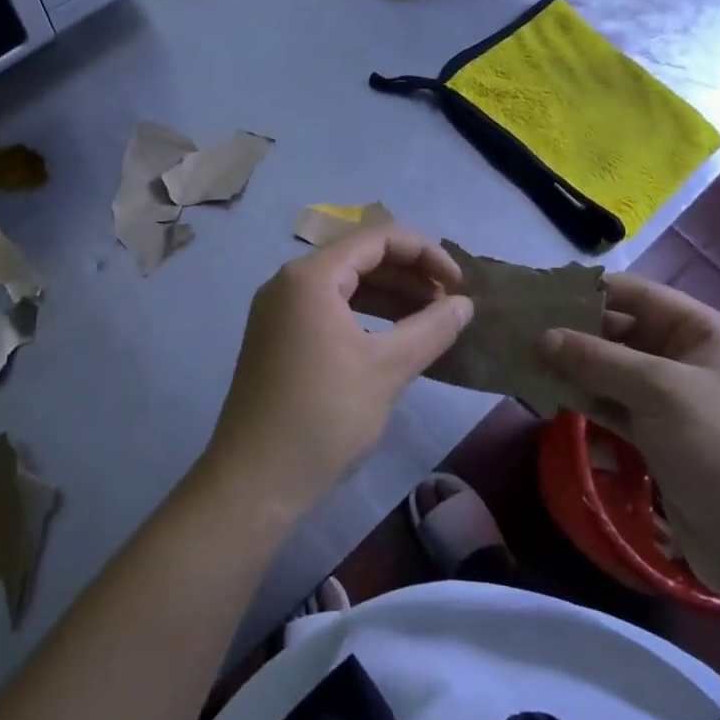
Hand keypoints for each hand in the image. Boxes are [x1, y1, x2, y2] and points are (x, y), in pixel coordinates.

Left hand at [201, 225, 472, 516]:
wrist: (255, 481)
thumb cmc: (324, 415)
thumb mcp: (387, 369)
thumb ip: (431, 329)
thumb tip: (465, 304)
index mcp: (311, 276)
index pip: (377, 238)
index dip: (425, 253)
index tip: (459, 284)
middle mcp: (288, 282)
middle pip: (358, 257)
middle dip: (408, 274)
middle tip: (448, 303)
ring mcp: (277, 310)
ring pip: (343, 285)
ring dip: (388, 295)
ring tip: (428, 319)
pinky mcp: (275, 337)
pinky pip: (326, 309)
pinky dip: (363, 315)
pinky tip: (391, 338)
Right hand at [538, 273, 719, 594]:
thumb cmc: (719, 444)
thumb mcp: (658, 389)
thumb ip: (597, 358)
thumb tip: (542, 337)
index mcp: (706, 333)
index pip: (641, 296)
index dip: (593, 291)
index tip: (543, 291)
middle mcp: (690, 360)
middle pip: (624, 332)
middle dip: (576, 331)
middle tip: (523, 327)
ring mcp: (674, 401)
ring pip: (614, 371)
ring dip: (575, 366)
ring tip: (525, 357)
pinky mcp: (660, 437)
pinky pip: (614, 405)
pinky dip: (585, 398)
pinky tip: (548, 392)